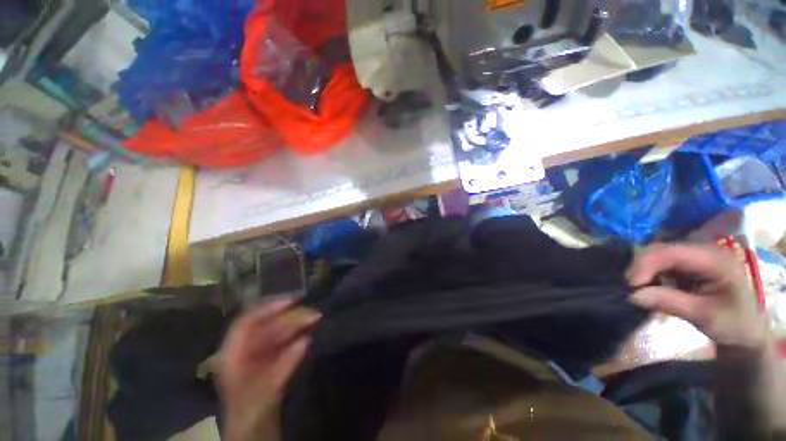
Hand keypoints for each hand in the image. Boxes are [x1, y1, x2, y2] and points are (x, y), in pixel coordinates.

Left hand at [218, 299, 319, 440]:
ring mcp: (257, 356)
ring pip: (278, 333)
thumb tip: (306, 340)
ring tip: (316, 320)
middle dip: (291, 318)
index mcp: (232, 355)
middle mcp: (244, 351)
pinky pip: (284, 343)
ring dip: (297, 326)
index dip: (268, 308)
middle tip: (315, 314)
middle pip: (267, 326)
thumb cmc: (250, 416)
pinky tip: (310, 334)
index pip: (247, 322)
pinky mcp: (270, 362)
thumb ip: (284, 366)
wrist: (252, 436)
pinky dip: (297, 337)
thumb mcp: (264, 394)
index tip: (293, 302)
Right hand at [627, 244, 767, 348]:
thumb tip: (633, 295)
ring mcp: (696, 254)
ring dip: (643, 269)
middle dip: (641, 267)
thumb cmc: (732, 324)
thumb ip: (670, 303)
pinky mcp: (689, 261)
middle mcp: (704, 250)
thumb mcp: (704, 316)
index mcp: (716, 260)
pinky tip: (650, 285)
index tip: (631, 286)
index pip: (672, 252)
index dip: (646, 265)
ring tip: (640, 288)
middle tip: (632, 288)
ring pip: (657, 253)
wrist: (746, 329)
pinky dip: (649, 272)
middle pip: (661, 249)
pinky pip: (660, 260)